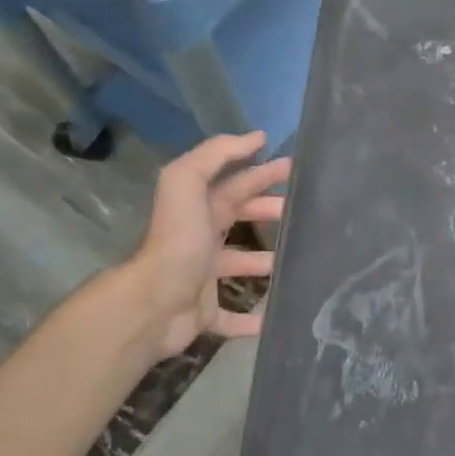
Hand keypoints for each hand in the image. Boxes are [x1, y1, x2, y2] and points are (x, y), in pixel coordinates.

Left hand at [122, 132, 290, 360]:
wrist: (152, 305)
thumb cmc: (177, 242)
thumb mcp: (187, 183)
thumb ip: (216, 154)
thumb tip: (257, 136)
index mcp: (199, 209)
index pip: (237, 184)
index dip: (263, 172)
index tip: (296, 168)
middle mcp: (200, 239)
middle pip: (239, 217)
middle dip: (268, 210)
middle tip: (302, 212)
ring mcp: (201, 277)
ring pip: (239, 265)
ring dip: (264, 261)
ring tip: (296, 260)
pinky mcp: (203, 313)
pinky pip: (230, 316)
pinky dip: (251, 319)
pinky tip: (274, 317)